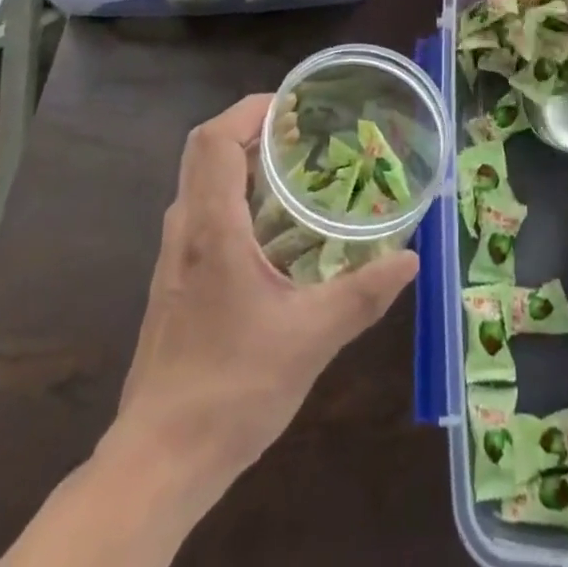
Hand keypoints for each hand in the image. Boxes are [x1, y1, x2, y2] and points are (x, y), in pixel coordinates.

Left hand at [113, 93, 418, 483]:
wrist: (158, 462)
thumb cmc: (232, 390)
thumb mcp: (310, 340)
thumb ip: (362, 294)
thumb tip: (409, 259)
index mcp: (211, 230)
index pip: (214, 141)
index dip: (249, 110)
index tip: (292, 105)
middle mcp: (185, 231)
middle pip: (202, 151)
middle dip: (247, 127)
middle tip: (298, 131)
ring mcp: (173, 257)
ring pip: (199, 181)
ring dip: (238, 160)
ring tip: (290, 168)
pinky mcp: (174, 282)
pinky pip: (200, 212)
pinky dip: (231, 194)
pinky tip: (270, 228)